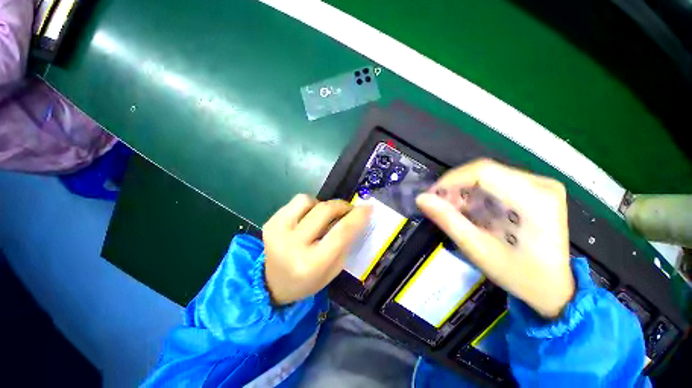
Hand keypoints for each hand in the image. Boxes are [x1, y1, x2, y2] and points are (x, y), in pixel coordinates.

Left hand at [263, 194, 371, 304]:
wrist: (274, 284)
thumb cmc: (310, 280)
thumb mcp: (334, 268)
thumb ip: (346, 241)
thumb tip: (357, 216)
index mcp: (312, 263)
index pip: (341, 232)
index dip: (357, 216)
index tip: (368, 207)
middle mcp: (292, 245)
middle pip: (324, 211)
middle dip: (342, 206)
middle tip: (348, 210)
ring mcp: (277, 232)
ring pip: (307, 200)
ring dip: (322, 205)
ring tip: (323, 216)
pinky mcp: (270, 223)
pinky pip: (296, 202)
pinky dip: (308, 205)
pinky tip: (308, 218)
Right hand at [416, 159, 573, 317]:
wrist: (553, 289)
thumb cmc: (519, 275)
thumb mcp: (478, 250)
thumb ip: (448, 221)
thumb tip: (421, 199)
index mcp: (535, 199)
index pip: (483, 172)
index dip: (450, 180)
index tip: (431, 196)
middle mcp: (541, 184)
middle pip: (484, 172)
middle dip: (455, 188)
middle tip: (438, 206)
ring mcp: (540, 185)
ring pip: (487, 176)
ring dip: (463, 192)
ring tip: (451, 211)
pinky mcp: (534, 190)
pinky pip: (495, 183)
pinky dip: (475, 195)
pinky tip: (468, 211)